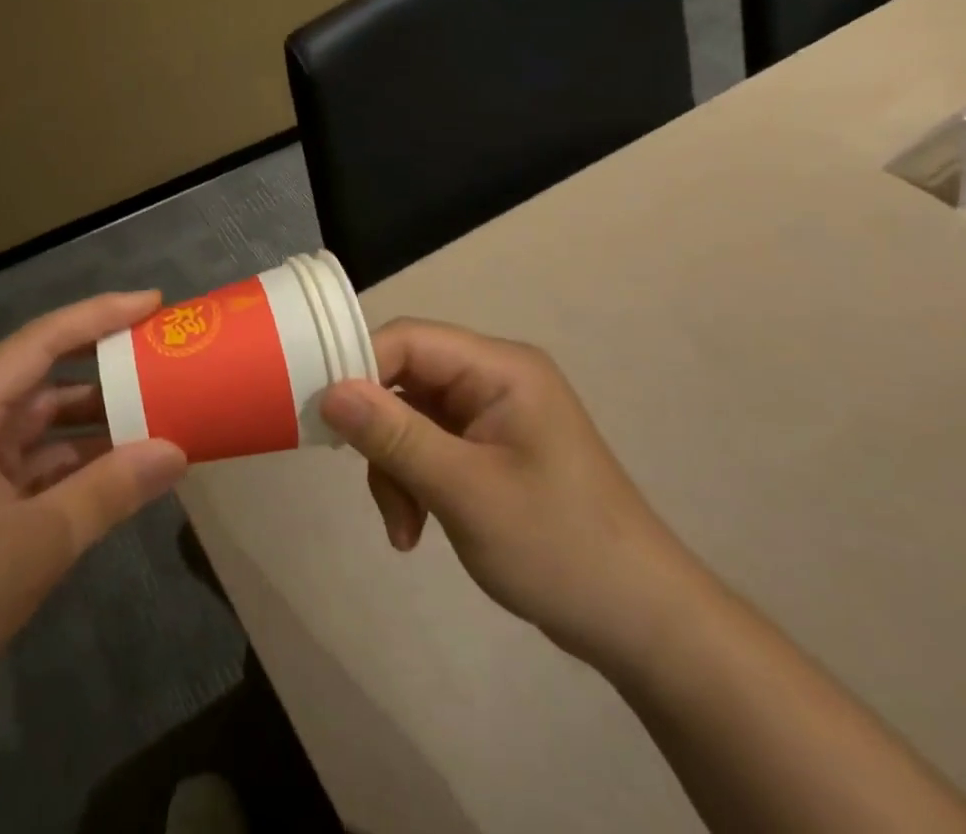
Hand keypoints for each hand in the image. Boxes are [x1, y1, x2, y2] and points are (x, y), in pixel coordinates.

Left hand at [0, 292, 187, 724]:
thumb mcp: (37, 542)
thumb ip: (109, 490)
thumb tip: (176, 451)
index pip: (43, 341)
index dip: (99, 315)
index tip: (153, 302)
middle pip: (44, 376)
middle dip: (103, 366)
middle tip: (162, 354)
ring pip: (43, 424)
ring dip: (95, 420)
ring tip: (157, 408)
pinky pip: (36, 464)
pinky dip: (78, 463)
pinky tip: (122, 468)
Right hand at [320, 318, 702, 672]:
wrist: (643, 625)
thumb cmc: (559, 546)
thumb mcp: (465, 491)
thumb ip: (394, 436)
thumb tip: (328, 392)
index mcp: (500, 367)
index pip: (408, 340)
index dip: (358, 367)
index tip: (322, 415)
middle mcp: (494, 378)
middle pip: (406, 379)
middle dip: (380, 434)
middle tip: (365, 480)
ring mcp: (492, 415)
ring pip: (411, 417)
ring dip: (395, 468)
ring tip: (403, 528)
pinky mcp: (491, 449)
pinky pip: (430, 445)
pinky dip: (414, 482)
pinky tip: (416, 529)